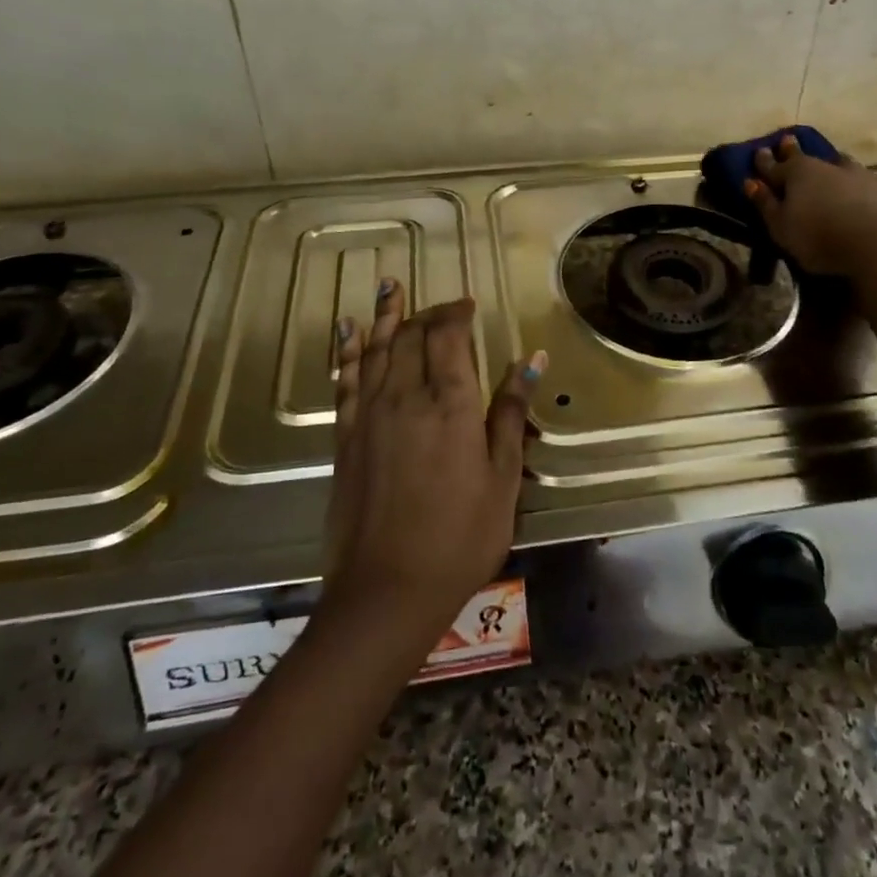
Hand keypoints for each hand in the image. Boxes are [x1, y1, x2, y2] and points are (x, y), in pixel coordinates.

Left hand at [320, 280, 544, 654]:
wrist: (387, 591)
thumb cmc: (460, 537)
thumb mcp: (502, 478)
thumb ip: (511, 413)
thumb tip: (532, 360)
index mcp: (450, 404)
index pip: (449, 336)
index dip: (457, 313)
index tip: (469, 305)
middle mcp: (405, 397)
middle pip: (412, 336)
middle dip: (428, 312)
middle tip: (442, 304)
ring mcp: (370, 416)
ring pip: (375, 349)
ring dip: (384, 315)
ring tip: (389, 285)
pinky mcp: (345, 438)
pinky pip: (345, 381)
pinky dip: (347, 351)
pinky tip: (347, 330)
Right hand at [743, 133, 876, 274]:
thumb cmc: (818, 236)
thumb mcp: (781, 226)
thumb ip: (765, 204)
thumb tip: (750, 182)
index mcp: (796, 173)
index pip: (774, 165)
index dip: (764, 161)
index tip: (758, 151)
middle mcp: (826, 167)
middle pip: (805, 157)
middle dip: (793, 150)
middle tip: (788, 139)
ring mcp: (857, 176)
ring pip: (839, 163)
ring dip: (831, 162)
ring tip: (830, 160)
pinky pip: (865, 181)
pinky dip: (858, 182)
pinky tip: (862, 184)